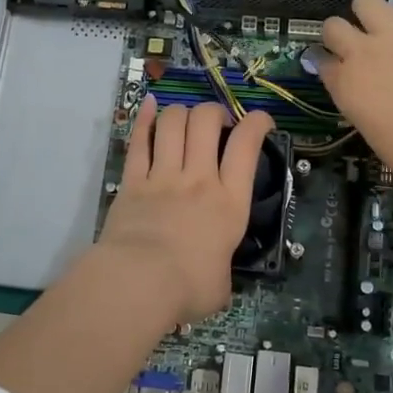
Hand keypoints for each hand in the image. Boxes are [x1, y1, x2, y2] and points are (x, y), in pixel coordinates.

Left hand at [95, 99, 273, 322]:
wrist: (138, 282)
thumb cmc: (188, 288)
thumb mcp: (222, 284)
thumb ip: (221, 267)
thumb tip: (214, 273)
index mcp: (229, 202)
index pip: (247, 146)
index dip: (257, 123)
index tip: (260, 121)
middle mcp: (199, 179)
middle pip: (206, 121)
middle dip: (214, 111)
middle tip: (216, 122)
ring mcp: (163, 176)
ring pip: (173, 123)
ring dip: (182, 112)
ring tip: (185, 119)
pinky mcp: (132, 181)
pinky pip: (139, 140)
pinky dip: (144, 118)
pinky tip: (149, 104)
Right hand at [318, 0, 392, 186]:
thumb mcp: (375, 136)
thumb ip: (366, 109)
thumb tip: (373, 103)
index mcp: (346, 85)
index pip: (322, 62)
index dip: (327, 62)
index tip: (334, 66)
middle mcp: (363, 53)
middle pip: (333, 26)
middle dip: (339, 31)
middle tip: (355, 42)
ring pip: (367, 1)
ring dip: (371, 10)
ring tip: (384, 22)